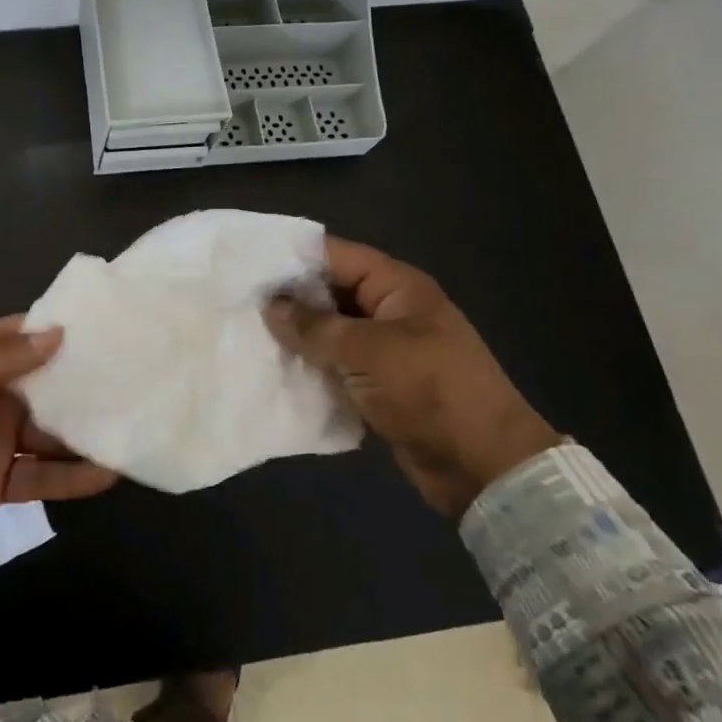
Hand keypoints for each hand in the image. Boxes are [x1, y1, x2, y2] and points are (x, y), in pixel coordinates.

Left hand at [0, 316, 117, 548]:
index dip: (66, 332)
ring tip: (133, 426)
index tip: (111, 329)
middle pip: (50, 386)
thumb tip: (59, 335)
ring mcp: (0, 440)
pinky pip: (44, 476)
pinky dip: (74, 476)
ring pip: (54, 433)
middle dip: (87, 384)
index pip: (29, 338)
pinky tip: (108, 472)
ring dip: (88, 431)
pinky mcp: (0, 480)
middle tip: (138, 380)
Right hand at [265, 237, 559, 518]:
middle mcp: (389, 310)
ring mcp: (385, 349)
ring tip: (246, 334)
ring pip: (330, 332)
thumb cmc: (429, 392)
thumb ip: (315, 327)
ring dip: (296, 336)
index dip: (292, 256)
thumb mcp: (368, 352)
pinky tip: (274, 369)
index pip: (336, 255)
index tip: (245, 263)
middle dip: (288, 299)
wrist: (484, 466)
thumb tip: (270, 305)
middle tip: (237, 302)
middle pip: (330, 292)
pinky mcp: (379, 384)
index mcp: (397, 287)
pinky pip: (336, 365)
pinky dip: (311, 366)